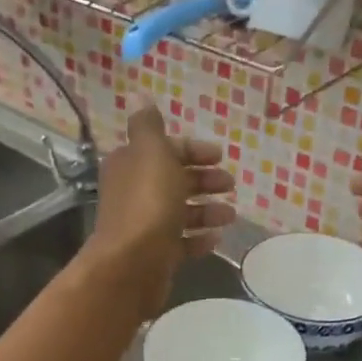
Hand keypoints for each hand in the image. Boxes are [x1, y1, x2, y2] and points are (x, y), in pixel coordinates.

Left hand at [84, 106, 236, 321]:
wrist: (131, 264)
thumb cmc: (147, 203)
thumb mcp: (151, 153)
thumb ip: (149, 126)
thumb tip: (140, 96)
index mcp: (131, 164)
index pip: (165, 150)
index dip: (193, 150)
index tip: (221, 156)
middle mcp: (134, 192)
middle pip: (174, 180)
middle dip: (203, 180)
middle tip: (230, 186)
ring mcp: (144, 225)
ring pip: (180, 211)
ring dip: (207, 210)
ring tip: (230, 215)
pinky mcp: (156, 254)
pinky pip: (181, 242)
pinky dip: (199, 238)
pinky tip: (216, 238)